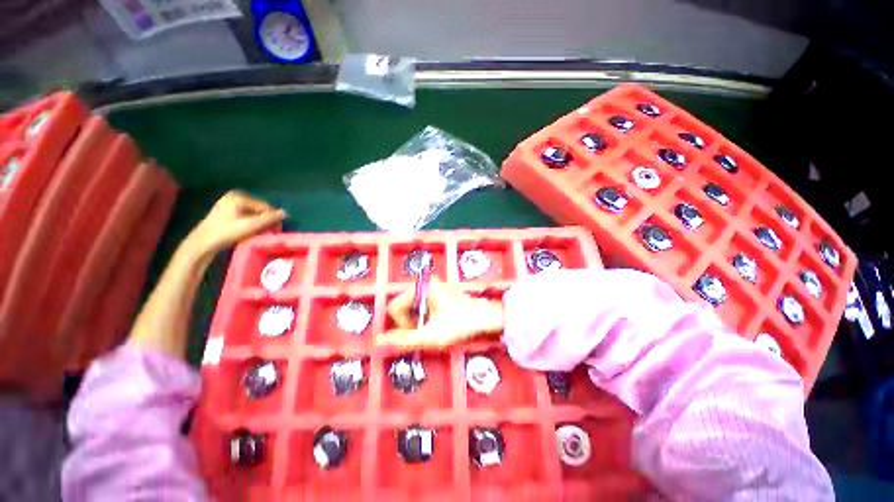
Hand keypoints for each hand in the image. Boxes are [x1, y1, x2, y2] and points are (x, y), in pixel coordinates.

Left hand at [187, 191, 285, 255]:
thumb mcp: (250, 225)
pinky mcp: (226, 211)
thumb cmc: (226, 232)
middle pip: (259, 209)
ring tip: (261, 233)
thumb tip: (285, 213)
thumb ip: (269, 219)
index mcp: (239, 197)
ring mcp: (229, 203)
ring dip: (259, 222)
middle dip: (266, 220)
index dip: (272, 218)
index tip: (276, 230)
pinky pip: (246, 215)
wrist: (202, 243)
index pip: (264, 206)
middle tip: (270, 232)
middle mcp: (234, 196)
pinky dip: (251, 223)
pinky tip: (251, 231)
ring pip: (253, 213)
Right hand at [377, 280, 504, 348]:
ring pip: (412, 307)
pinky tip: (438, 323)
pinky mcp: (439, 291)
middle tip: (426, 333)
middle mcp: (424, 282)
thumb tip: (378, 342)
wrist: (486, 317)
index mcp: (420, 287)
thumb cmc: (459, 324)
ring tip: (433, 329)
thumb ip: (403, 340)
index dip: (401, 325)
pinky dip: (425, 317)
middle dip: (410, 323)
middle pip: (403, 306)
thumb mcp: (431, 335)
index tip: (418, 333)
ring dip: (418, 321)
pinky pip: (422, 305)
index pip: (394, 307)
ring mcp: (432, 286)